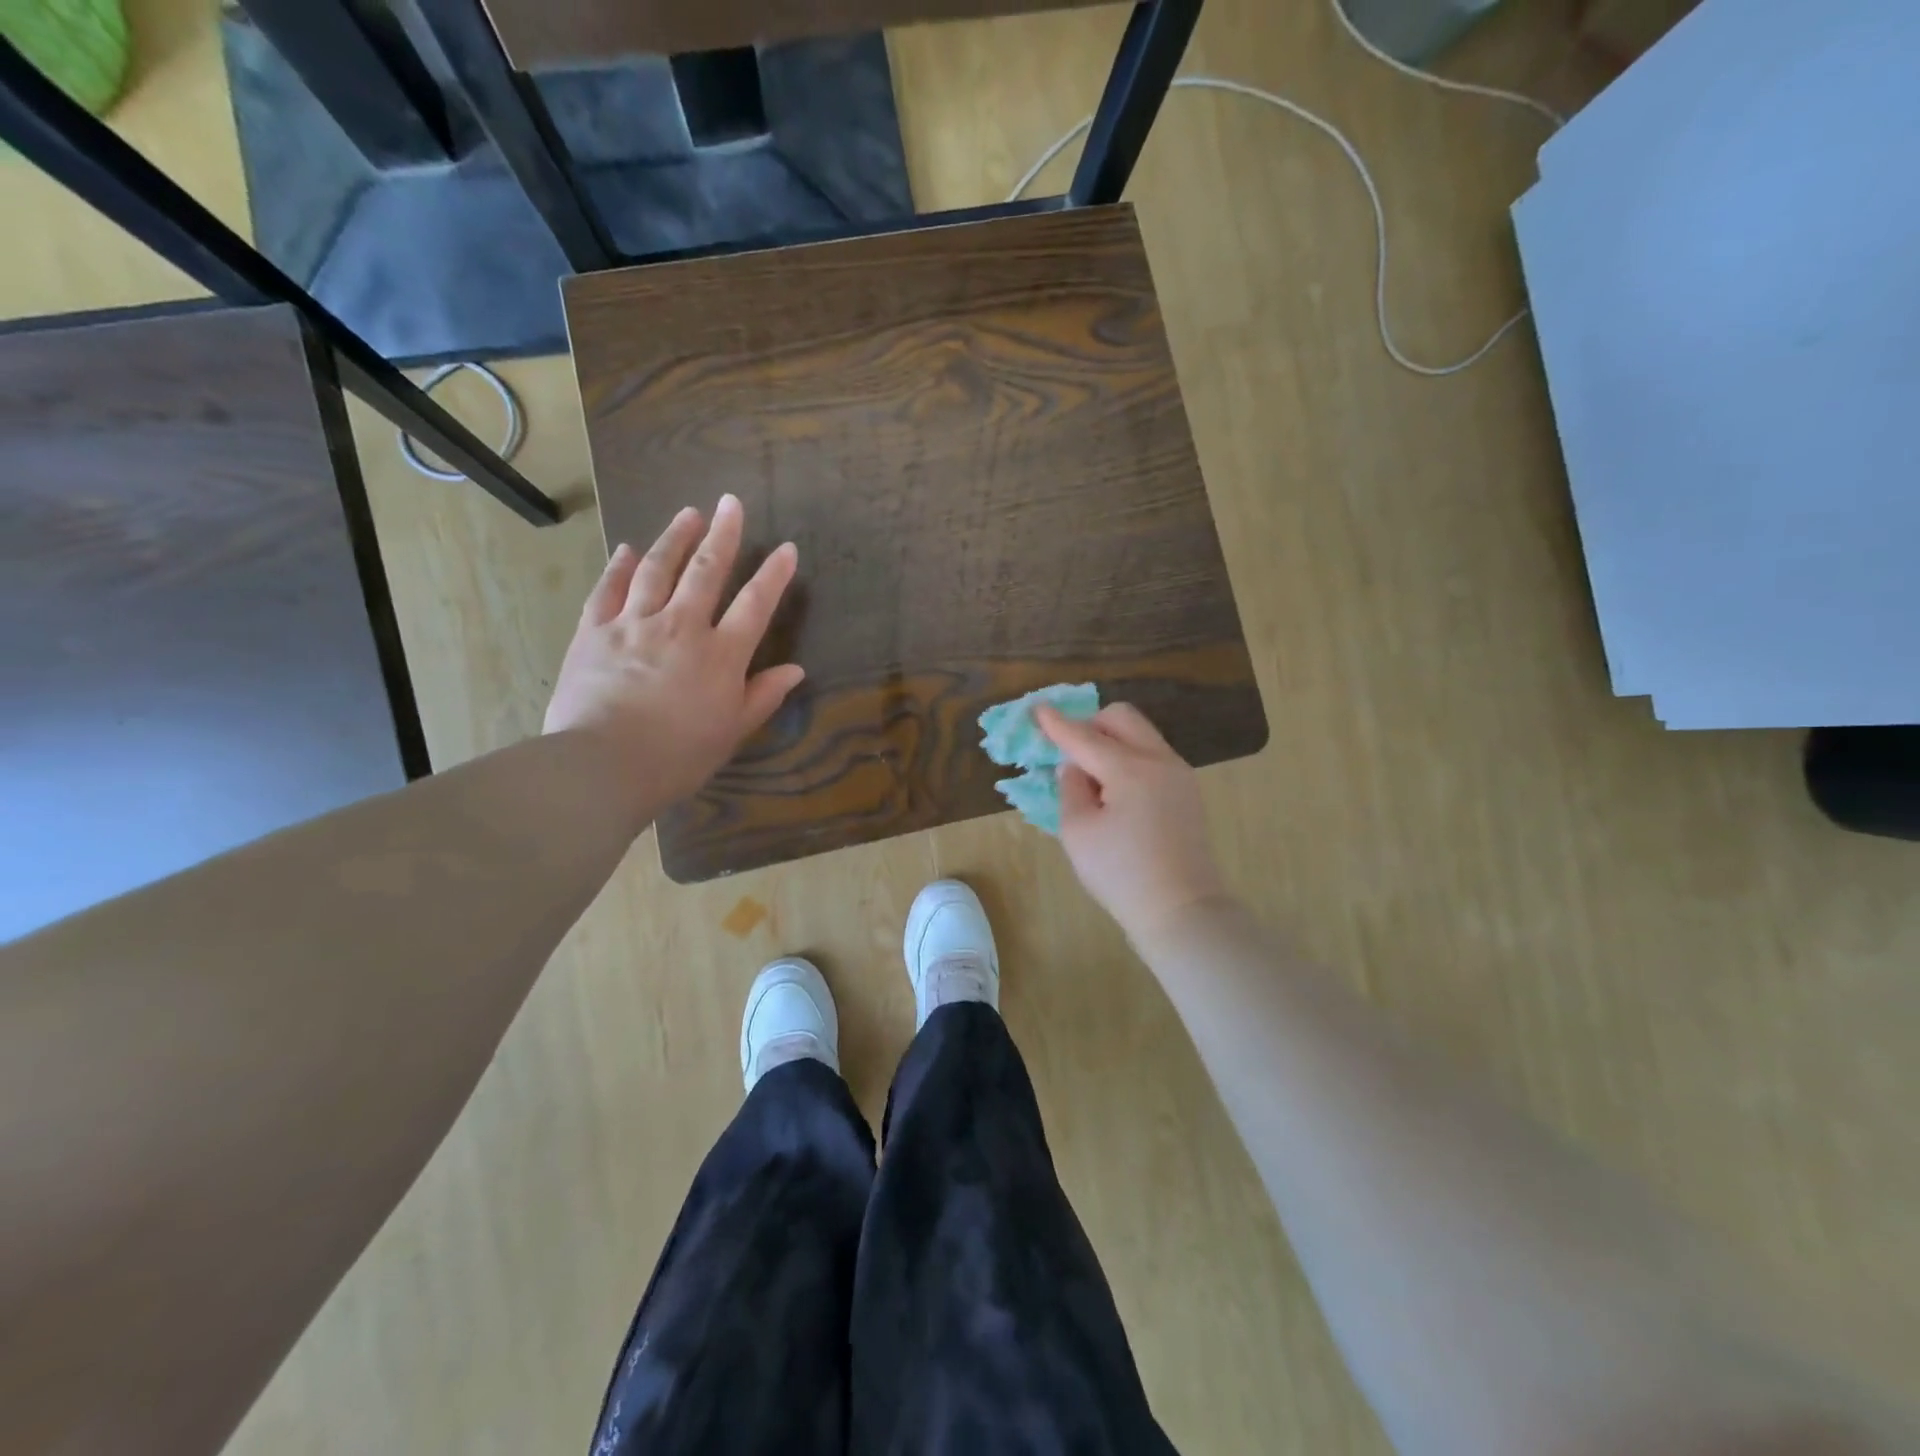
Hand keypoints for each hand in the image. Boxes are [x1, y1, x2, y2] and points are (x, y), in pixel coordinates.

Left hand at [544, 495, 804, 814]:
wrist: (603, 765)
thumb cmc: (678, 756)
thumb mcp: (732, 732)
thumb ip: (763, 696)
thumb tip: (795, 670)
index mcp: (720, 655)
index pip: (755, 605)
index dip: (773, 575)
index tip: (786, 548)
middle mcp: (680, 627)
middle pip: (706, 571)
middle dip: (722, 534)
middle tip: (730, 502)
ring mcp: (633, 624)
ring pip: (657, 569)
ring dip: (674, 539)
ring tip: (688, 514)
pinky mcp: (593, 632)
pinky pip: (608, 590)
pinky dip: (619, 567)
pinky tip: (627, 549)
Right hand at [1037, 703, 1231, 944]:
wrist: (1180, 909)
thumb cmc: (1121, 873)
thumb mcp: (1077, 831)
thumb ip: (1071, 788)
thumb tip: (1075, 766)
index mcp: (1130, 768)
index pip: (1084, 737)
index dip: (1056, 723)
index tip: (1036, 708)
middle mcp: (1159, 760)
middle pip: (1121, 718)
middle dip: (1090, 724)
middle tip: (1069, 750)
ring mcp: (1179, 773)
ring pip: (1140, 734)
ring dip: (1111, 740)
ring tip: (1092, 777)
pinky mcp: (1187, 790)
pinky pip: (1152, 755)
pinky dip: (1129, 758)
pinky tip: (1116, 790)